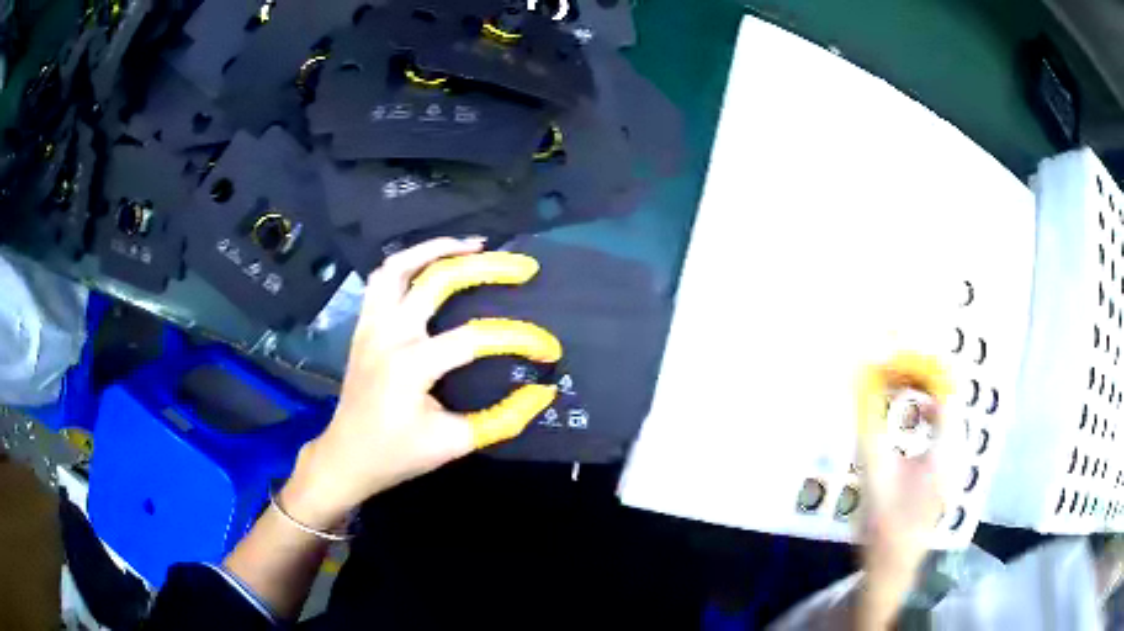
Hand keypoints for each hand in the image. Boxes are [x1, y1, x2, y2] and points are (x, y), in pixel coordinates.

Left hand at [281, 237, 553, 527]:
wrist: (347, 457)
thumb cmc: (398, 454)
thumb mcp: (455, 443)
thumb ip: (503, 418)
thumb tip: (542, 392)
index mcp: (411, 365)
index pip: (475, 338)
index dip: (518, 339)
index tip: (548, 349)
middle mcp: (389, 333)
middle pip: (439, 280)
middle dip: (486, 267)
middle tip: (520, 267)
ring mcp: (371, 324)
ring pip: (399, 266)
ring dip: (436, 250)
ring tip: (472, 247)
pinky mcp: (364, 325)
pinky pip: (382, 279)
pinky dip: (408, 264)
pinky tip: (431, 266)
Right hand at [855, 354, 954, 628]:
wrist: (892, 567)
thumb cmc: (884, 525)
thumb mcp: (874, 476)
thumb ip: (869, 428)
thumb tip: (860, 388)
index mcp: (945, 451)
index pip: (944, 391)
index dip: (922, 368)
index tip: (895, 356)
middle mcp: (955, 450)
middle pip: (946, 397)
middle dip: (919, 377)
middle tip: (889, 368)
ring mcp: (952, 461)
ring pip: (944, 411)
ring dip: (921, 394)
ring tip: (894, 386)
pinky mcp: (945, 469)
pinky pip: (939, 427)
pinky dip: (923, 414)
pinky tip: (905, 419)